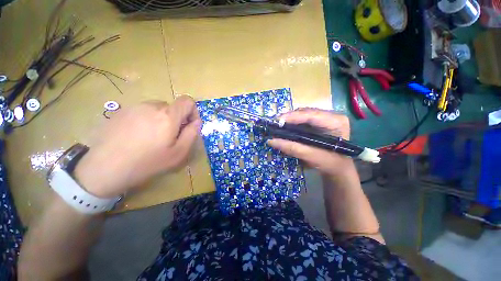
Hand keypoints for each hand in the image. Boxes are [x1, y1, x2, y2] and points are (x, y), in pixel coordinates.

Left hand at [74, 96, 201, 197]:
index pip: (187, 101)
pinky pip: (142, 112)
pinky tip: (136, 137)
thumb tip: (196, 122)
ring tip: (152, 138)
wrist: (105, 168)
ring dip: (161, 120)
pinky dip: (146, 120)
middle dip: (176, 119)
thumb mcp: (179, 152)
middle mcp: (151, 106)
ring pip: (157, 109)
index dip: (193, 111)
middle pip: (172, 107)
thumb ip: (192, 134)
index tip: (189, 126)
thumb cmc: (148, 162)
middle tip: (169, 138)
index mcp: (168, 115)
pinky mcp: (120, 112)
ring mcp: (134, 107)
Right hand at [267, 108, 352, 176]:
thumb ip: (291, 148)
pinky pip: (303, 119)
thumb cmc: (329, 164)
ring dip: (290, 120)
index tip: (277, 120)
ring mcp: (326, 118)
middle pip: (306, 112)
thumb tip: (271, 141)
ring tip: (278, 125)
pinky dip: (293, 123)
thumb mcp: (310, 156)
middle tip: (275, 124)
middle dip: (289, 117)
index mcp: (336, 122)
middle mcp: (332, 116)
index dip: (293, 116)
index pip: (312, 115)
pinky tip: (285, 126)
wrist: (338, 169)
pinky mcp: (320, 122)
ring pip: (303, 115)